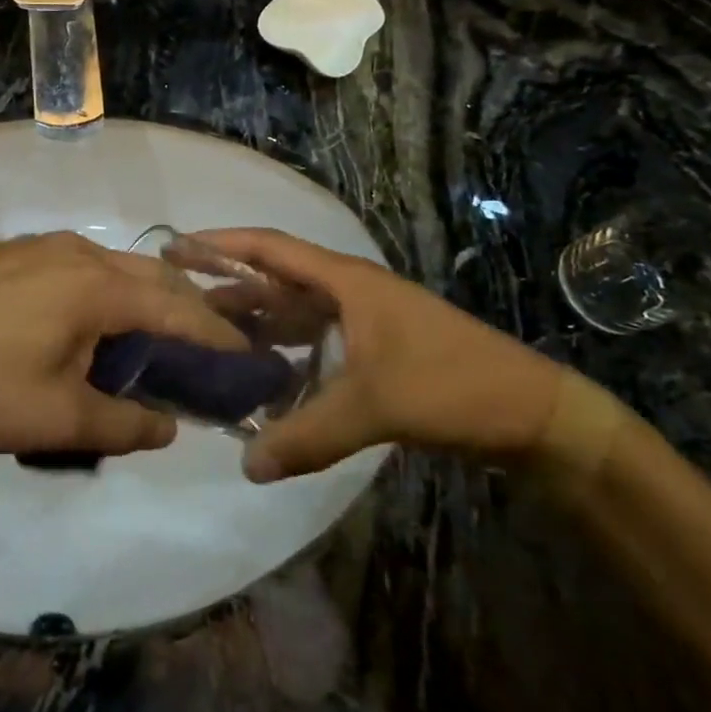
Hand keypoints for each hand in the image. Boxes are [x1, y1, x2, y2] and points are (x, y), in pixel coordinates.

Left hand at [0, 233, 247, 456]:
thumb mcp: (56, 419)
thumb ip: (123, 425)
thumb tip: (169, 427)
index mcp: (96, 286)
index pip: (177, 309)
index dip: (216, 335)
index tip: (247, 357)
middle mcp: (77, 251)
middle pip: (150, 278)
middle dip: (185, 311)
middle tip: (205, 351)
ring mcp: (40, 245)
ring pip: (113, 267)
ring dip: (141, 299)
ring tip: (149, 339)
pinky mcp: (11, 251)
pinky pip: (78, 264)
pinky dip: (103, 290)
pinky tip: (86, 322)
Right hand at [197, 230, 565, 480]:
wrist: (533, 413)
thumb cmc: (452, 386)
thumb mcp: (375, 406)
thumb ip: (307, 435)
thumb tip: (246, 467)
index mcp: (346, 281)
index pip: (271, 248)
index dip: (222, 244)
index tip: (177, 248)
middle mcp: (349, 291)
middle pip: (276, 279)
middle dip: (229, 286)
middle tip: (180, 301)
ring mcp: (364, 320)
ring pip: (295, 312)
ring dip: (256, 322)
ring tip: (209, 338)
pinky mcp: (376, 349)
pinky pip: (315, 341)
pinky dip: (285, 353)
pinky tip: (263, 379)